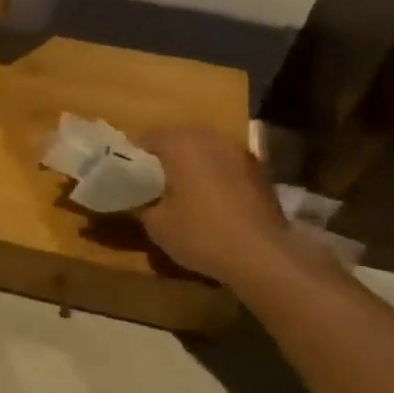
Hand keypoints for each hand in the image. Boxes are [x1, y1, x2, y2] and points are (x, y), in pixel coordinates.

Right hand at [138, 127, 292, 286]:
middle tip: (155, 187)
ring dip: (193, 166)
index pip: (148, 137)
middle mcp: (210, 138)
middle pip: (179, 140)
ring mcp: (239, 152)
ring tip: (186, 195)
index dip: (135, 157)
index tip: (130, 180)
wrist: (262, 255)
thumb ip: (142, 203)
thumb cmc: (201, 233)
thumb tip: (141, 199)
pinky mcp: (260, 171)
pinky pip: (226, 166)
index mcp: (181, 143)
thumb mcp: (156, 224)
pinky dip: (216, 177)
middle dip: (165, 159)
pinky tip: (214, 204)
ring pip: (205, 151)